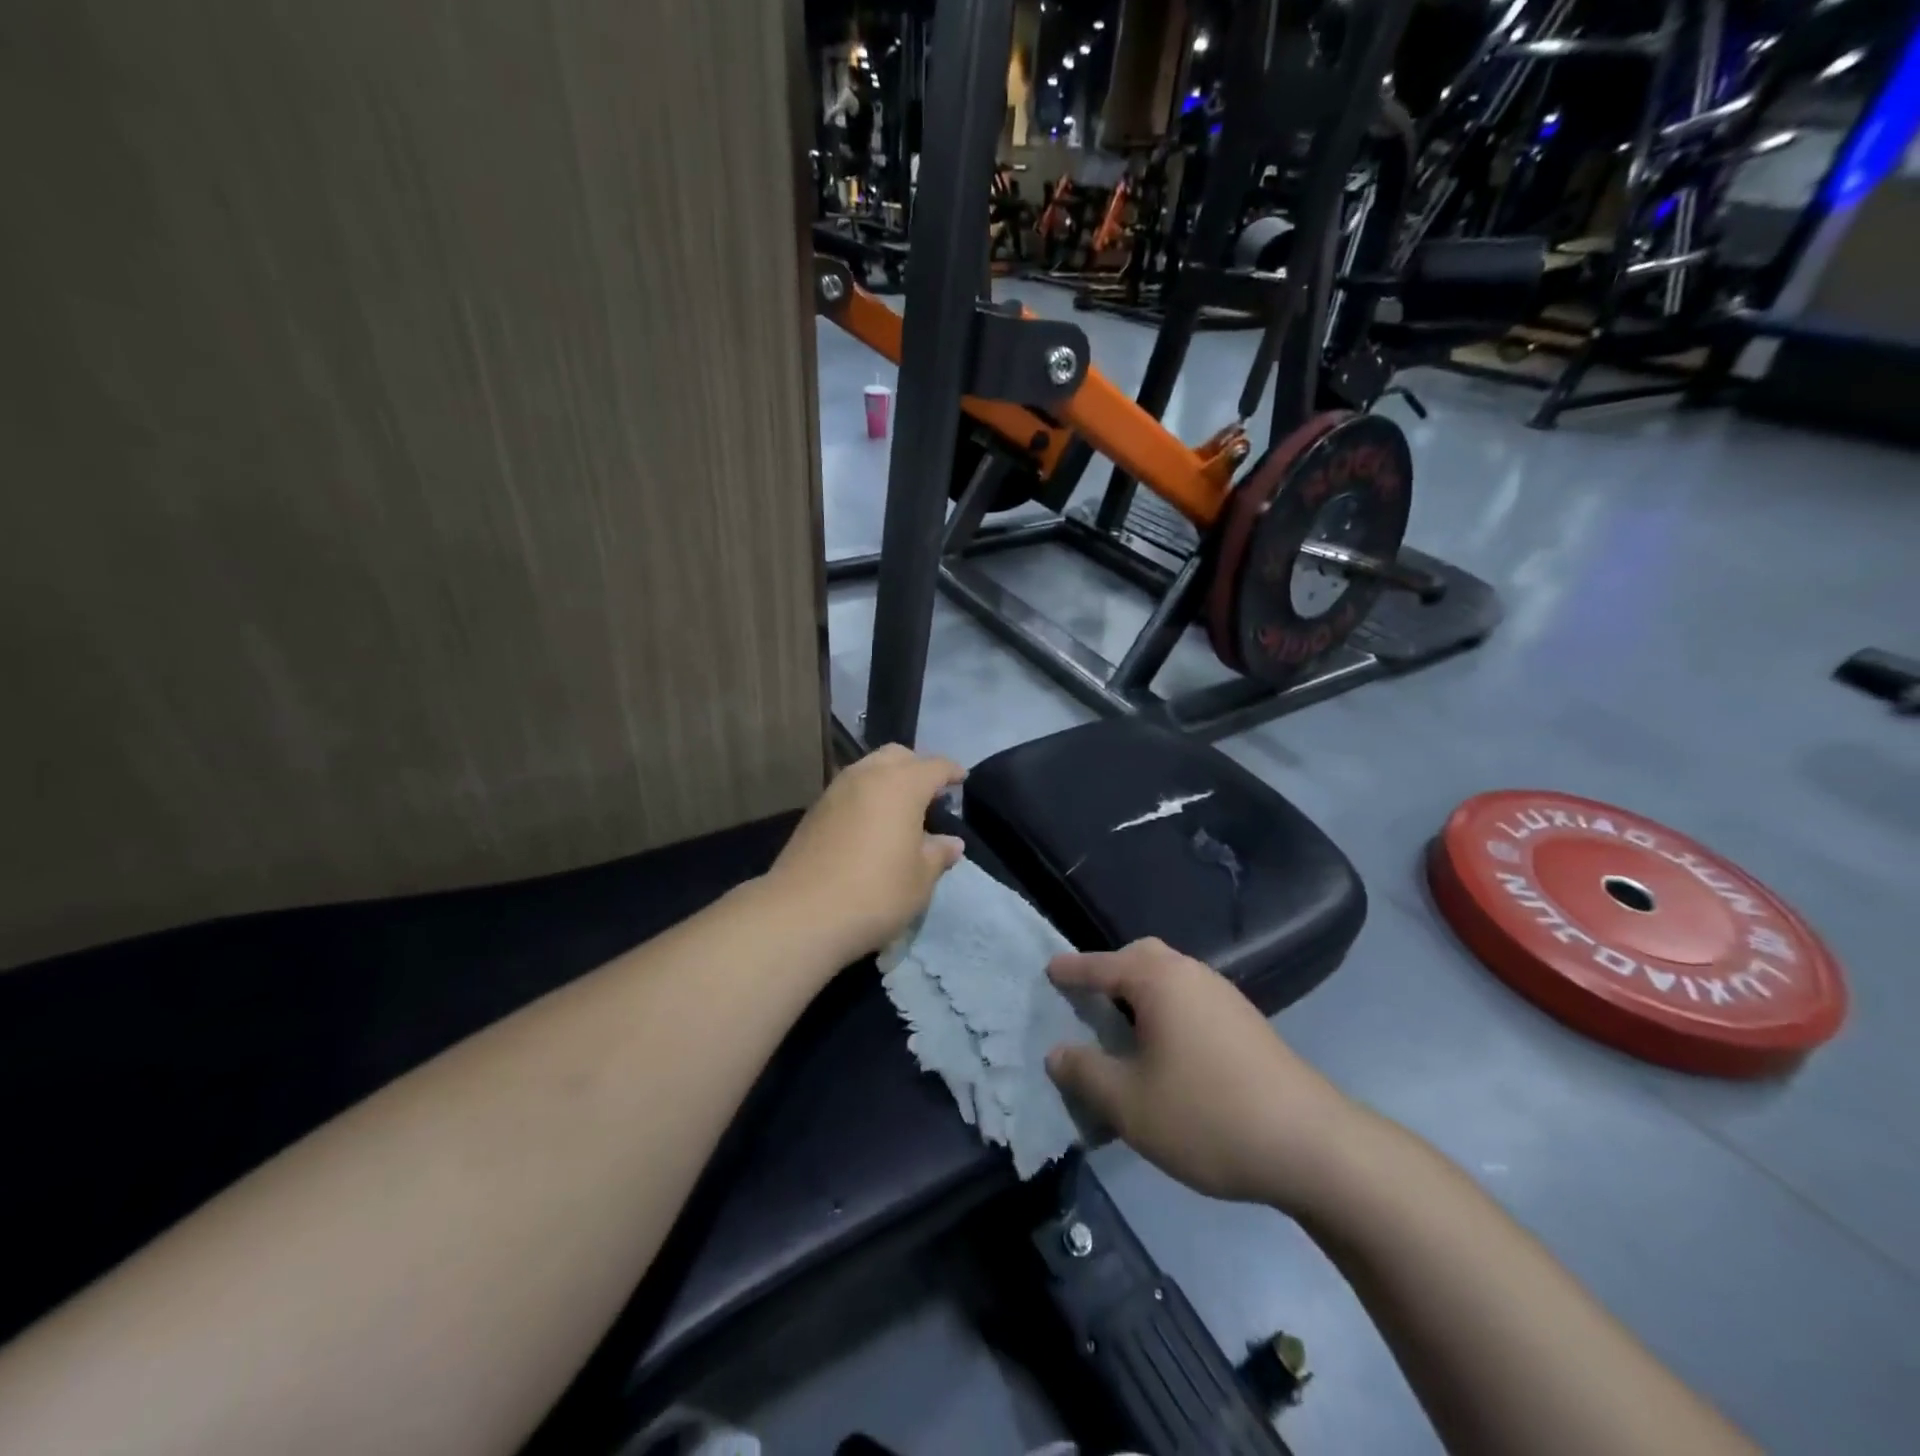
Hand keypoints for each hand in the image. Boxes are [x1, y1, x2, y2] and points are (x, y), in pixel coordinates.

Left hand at [766, 745, 967, 960]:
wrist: (802, 914)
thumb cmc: (875, 892)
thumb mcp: (920, 879)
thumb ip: (938, 854)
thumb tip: (951, 843)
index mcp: (901, 784)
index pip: (935, 766)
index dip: (952, 771)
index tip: (961, 779)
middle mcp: (867, 776)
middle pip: (898, 756)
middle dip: (917, 767)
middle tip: (930, 793)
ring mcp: (836, 791)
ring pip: (869, 769)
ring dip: (888, 779)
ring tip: (900, 810)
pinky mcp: (814, 811)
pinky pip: (849, 790)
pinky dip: (866, 796)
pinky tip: (871, 825)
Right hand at [1045, 939, 1359, 1212]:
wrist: (1312, 1146)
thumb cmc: (1208, 1115)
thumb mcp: (1130, 1103)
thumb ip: (1085, 1073)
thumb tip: (1058, 1052)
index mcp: (1158, 980)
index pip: (1101, 965)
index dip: (1071, 971)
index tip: (1048, 971)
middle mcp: (1192, 974)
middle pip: (1141, 958)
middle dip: (1110, 972)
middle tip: (1086, 999)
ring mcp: (1225, 996)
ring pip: (1170, 979)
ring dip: (1140, 993)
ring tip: (1121, 1028)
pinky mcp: (1246, 1023)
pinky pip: (1191, 1000)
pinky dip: (1166, 1011)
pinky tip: (1165, 1052)